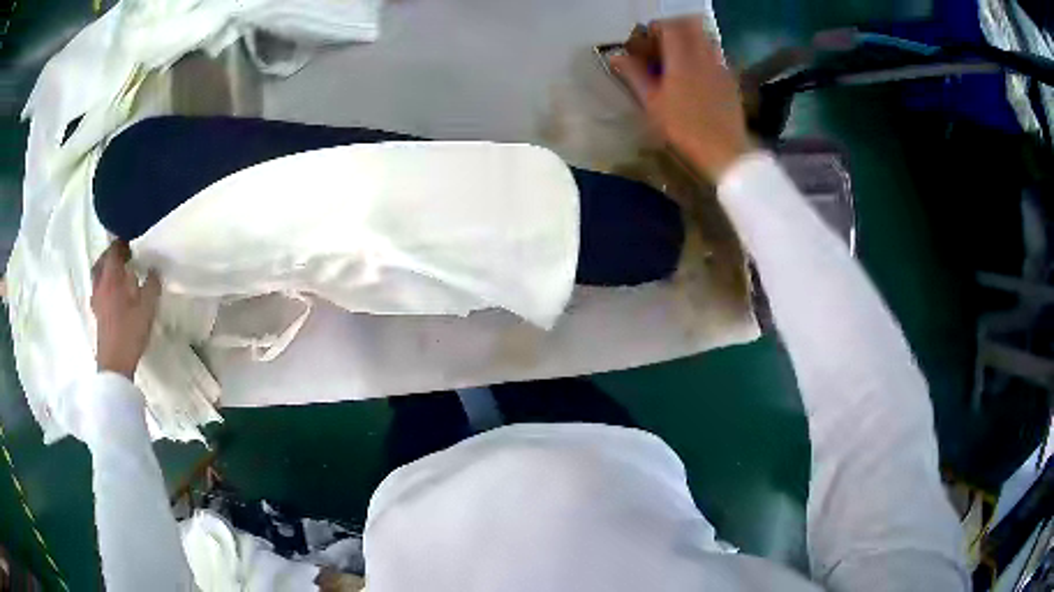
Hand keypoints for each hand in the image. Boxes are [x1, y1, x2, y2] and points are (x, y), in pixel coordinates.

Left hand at [91, 241, 160, 379]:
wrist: (115, 364)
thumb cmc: (130, 332)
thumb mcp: (147, 307)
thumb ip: (151, 285)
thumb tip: (154, 269)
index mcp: (111, 277)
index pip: (113, 250)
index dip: (122, 243)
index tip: (133, 241)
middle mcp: (100, 284)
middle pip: (102, 261)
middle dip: (112, 255)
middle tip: (124, 255)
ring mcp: (96, 300)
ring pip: (98, 276)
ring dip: (106, 270)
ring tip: (119, 273)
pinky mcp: (97, 314)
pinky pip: (98, 290)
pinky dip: (105, 285)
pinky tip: (114, 294)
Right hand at [611, 17, 752, 182]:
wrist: (725, 151)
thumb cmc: (684, 128)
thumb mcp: (653, 104)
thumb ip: (634, 75)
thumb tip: (616, 57)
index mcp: (682, 58)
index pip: (669, 26)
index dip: (656, 29)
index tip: (647, 42)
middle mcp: (704, 55)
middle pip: (690, 26)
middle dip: (675, 31)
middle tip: (663, 47)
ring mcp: (720, 67)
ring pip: (705, 40)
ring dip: (691, 42)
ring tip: (679, 61)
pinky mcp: (731, 80)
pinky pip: (716, 57)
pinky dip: (704, 58)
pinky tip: (697, 78)